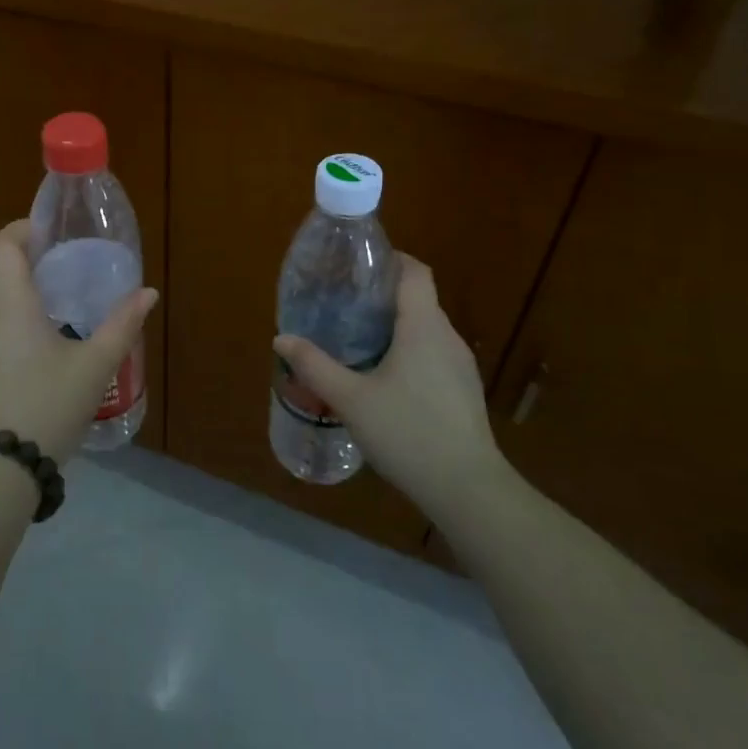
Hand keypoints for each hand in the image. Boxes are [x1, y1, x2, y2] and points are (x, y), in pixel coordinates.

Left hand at [0, 221, 157, 464]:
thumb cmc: (49, 405)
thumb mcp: (95, 366)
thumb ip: (122, 325)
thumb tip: (147, 293)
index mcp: (9, 303)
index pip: (2, 244)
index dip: (23, 229)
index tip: (52, 234)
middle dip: (24, 257)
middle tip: (62, 265)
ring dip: (15, 287)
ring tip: (54, 301)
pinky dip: (8, 314)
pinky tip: (36, 340)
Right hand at [273, 254, 504, 511]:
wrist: (466, 489)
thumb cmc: (407, 432)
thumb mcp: (350, 398)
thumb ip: (314, 365)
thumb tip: (281, 338)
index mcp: (423, 327)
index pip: (415, 272)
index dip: (390, 260)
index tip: (358, 264)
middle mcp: (447, 337)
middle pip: (418, 299)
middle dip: (382, 295)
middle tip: (343, 303)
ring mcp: (460, 366)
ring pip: (426, 329)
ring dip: (395, 325)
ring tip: (356, 338)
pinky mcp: (463, 391)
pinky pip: (433, 354)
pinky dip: (408, 351)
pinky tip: (383, 377)